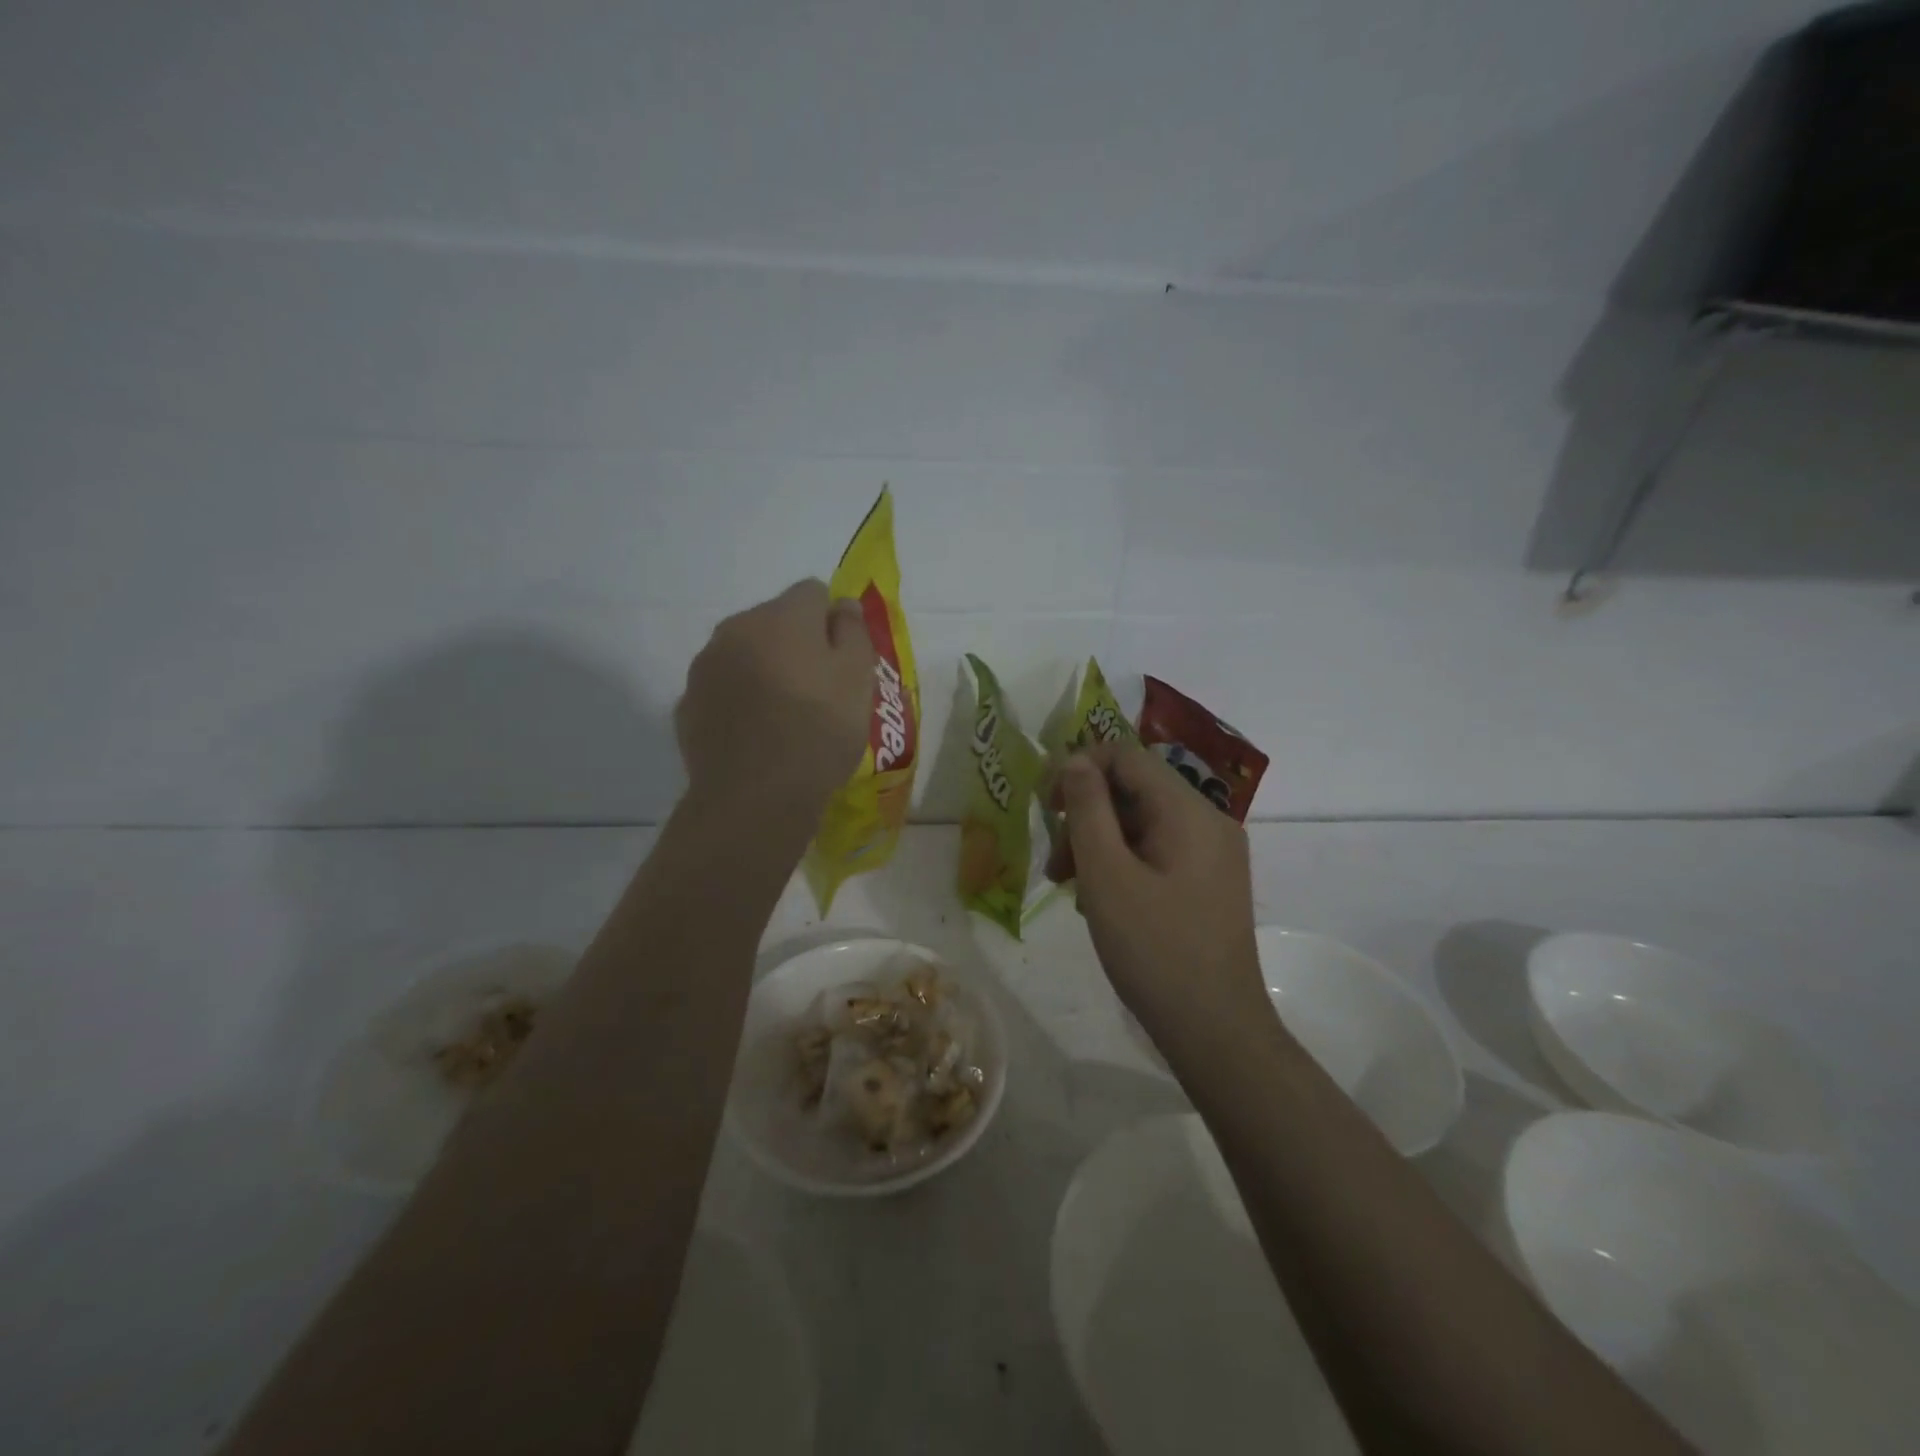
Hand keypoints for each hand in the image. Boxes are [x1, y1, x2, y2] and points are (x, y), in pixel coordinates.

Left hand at [677, 580, 875, 816]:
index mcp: (780, 616)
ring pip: (745, 654)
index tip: (842, 662)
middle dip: (796, 645)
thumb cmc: (818, 732)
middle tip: (818, 692)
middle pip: (774, 622)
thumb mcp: (857, 679)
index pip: (812, 592)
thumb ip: (853, 631)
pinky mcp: (687, 705)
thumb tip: (842, 603)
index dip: (832, 623)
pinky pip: (723, 690)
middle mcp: (735, 629)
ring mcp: (704, 668)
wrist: (754, 798)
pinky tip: (756, 737)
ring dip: (765, 671)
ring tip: (785, 718)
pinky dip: (739, 702)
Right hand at [1046, 742, 1270, 1057]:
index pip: (1126, 756)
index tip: (1045, 805)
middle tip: (1055, 865)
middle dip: (1086, 817)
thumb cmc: (1154, 949)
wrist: (1216, 1030)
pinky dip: (1123, 864)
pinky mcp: (1210, 882)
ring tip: (1070, 888)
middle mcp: (1208, 821)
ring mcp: (1213, 854)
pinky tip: (1101, 901)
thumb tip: (1075, 760)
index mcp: (1188, 811)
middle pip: (1134, 791)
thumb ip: (1087, 809)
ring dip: (1099, 844)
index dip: (1079, 768)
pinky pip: (1158, 851)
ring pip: (1142, 823)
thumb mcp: (1106, 875)